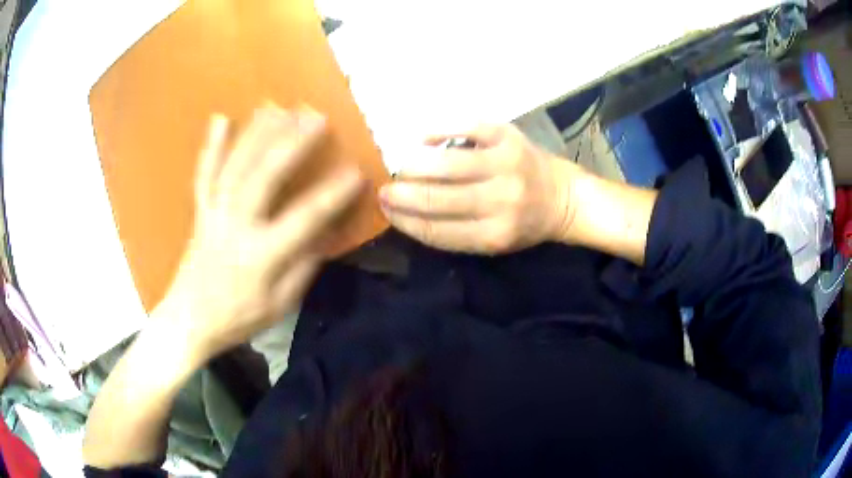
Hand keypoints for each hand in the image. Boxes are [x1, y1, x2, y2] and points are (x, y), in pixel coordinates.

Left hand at [155, 106, 363, 362]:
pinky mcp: (201, 211)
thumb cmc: (237, 318)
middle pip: (264, 177)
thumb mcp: (279, 306)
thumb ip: (303, 268)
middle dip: (292, 143)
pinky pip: (204, 174)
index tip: (357, 172)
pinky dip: (212, 146)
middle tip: (316, 116)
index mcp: (261, 255)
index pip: (304, 219)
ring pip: (236, 166)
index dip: (333, 195)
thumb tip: (327, 234)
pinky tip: (221, 118)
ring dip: (258, 133)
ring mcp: (214, 213)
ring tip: (279, 106)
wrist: (189, 321)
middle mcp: (236, 226)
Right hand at [379, 124, 580, 253]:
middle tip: (385, 189)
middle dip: (403, 194)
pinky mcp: (508, 136)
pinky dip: (438, 131)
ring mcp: (505, 164)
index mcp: (494, 234)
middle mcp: (501, 201)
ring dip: (415, 166)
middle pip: (438, 198)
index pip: (436, 230)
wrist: (562, 197)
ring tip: (401, 167)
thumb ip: (455, 232)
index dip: (404, 220)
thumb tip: (407, 213)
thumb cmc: (524, 223)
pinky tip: (422, 138)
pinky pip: (466, 127)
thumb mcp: (494, 241)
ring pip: (447, 163)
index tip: (386, 211)